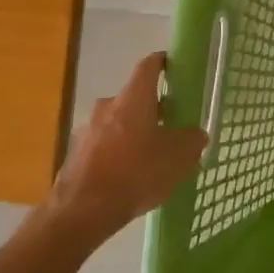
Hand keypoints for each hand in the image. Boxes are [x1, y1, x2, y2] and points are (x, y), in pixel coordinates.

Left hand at [44, 52, 207, 240]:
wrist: (83, 210)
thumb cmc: (136, 173)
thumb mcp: (178, 158)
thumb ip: (192, 140)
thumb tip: (196, 134)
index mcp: (134, 98)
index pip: (149, 66)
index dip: (164, 62)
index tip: (176, 66)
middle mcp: (108, 105)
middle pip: (135, 98)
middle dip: (154, 108)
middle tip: (173, 125)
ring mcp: (88, 129)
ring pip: (119, 122)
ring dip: (135, 132)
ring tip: (153, 156)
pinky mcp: (77, 153)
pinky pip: (105, 145)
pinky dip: (120, 152)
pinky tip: (131, 175)